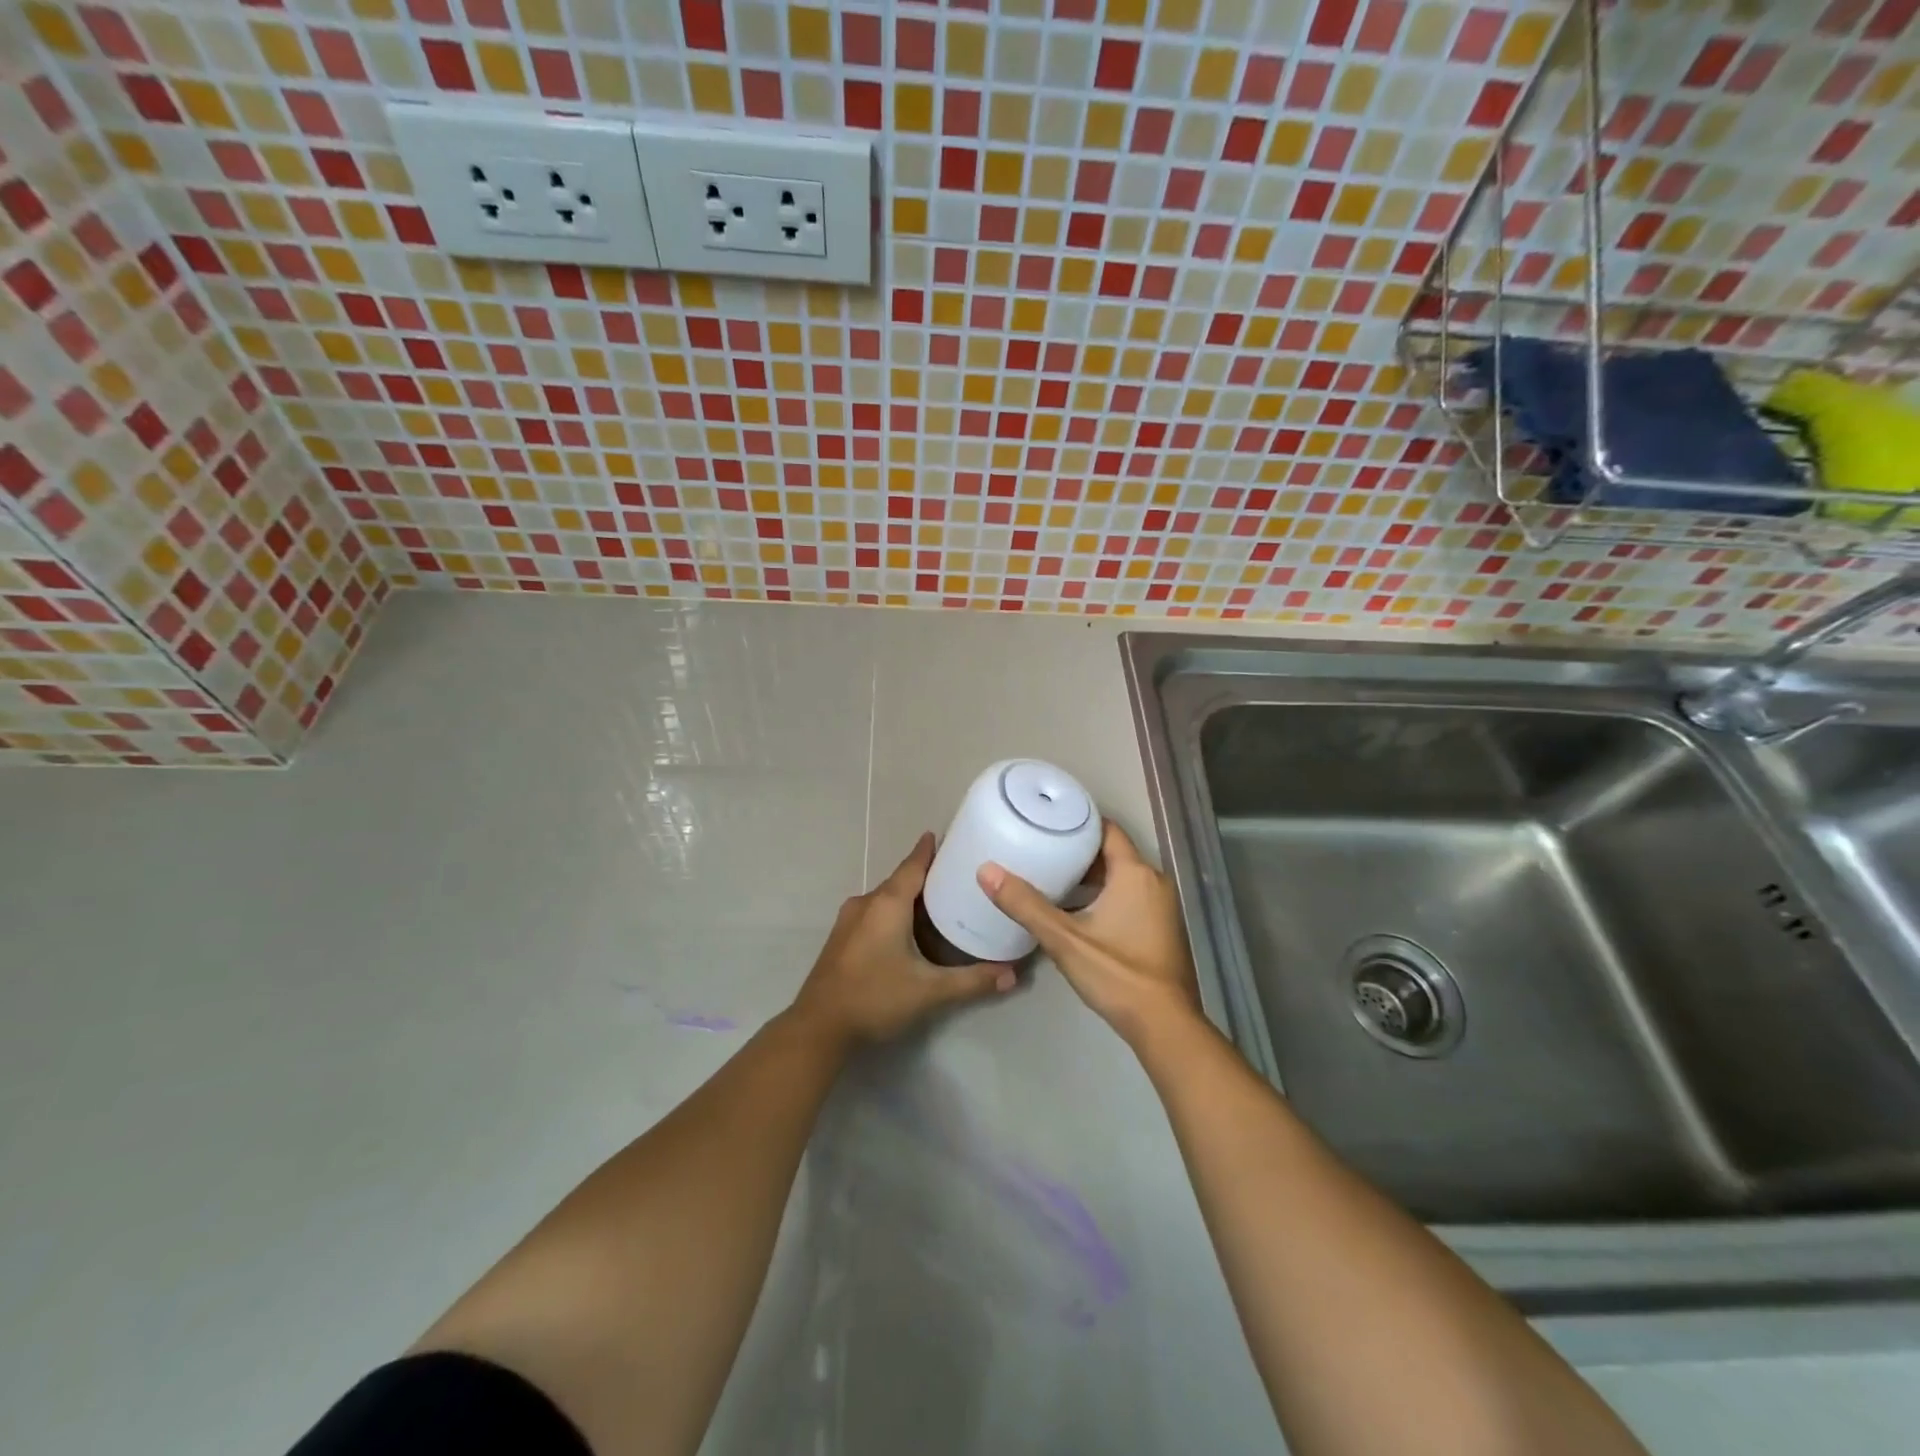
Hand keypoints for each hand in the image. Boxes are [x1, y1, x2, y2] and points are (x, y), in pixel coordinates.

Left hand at [793, 833, 1015, 1046]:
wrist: (818, 1028)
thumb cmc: (876, 998)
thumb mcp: (930, 991)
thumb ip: (972, 981)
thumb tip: (1012, 976)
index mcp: (888, 904)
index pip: (913, 865)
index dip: (929, 850)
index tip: (947, 836)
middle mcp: (866, 903)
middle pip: (900, 880)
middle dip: (925, 874)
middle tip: (955, 874)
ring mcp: (849, 920)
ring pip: (885, 898)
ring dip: (908, 896)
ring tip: (937, 901)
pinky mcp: (841, 938)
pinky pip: (874, 912)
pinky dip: (893, 912)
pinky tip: (908, 929)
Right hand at [977, 820, 1199, 1046]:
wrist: (1165, 1026)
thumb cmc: (1117, 974)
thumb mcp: (1064, 939)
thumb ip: (1025, 904)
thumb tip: (986, 871)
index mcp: (1135, 873)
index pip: (1107, 829)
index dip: (1079, 822)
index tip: (1048, 821)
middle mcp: (1154, 881)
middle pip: (1113, 853)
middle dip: (1079, 852)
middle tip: (1042, 850)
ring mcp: (1162, 906)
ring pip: (1122, 877)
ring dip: (1091, 877)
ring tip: (1053, 879)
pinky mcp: (1162, 928)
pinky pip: (1131, 896)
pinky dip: (1106, 895)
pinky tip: (1077, 912)